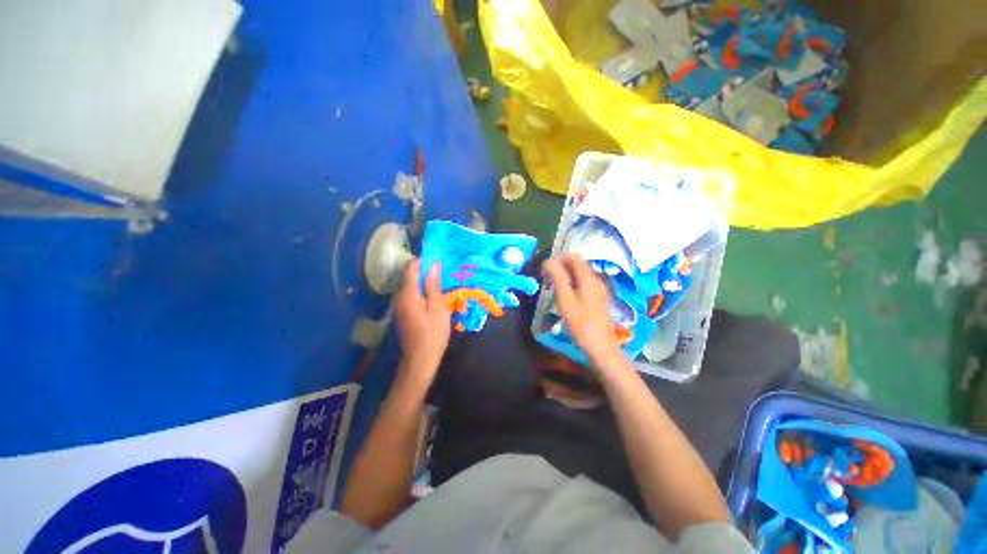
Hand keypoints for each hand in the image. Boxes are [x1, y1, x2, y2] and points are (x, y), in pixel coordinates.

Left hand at [394, 259, 450, 381]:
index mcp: (408, 293)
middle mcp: (399, 296)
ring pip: (410, 285)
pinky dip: (421, 290)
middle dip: (425, 270)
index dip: (423, 260)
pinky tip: (433, 294)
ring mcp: (399, 305)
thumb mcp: (438, 307)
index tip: (438, 257)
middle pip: (409, 275)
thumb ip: (433, 285)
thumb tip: (433, 265)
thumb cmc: (433, 333)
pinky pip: (411, 294)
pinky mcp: (403, 312)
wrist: (420, 358)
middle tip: (443, 270)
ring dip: (424, 280)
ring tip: (441, 281)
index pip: (411, 267)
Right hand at [543, 254, 624, 366]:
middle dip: (561, 267)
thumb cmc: (581, 324)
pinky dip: (572, 285)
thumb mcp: (565, 300)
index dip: (558, 259)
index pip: (574, 257)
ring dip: (566, 277)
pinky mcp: (598, 299)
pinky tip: (565, 297)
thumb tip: (548, 261)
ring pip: (580, 275)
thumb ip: (558, 278)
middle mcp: (596, 280)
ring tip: (553, 288)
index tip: (545, 270)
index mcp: (588, 278)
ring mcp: (599, 290)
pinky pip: (583, 284)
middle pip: (577, 265)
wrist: (601, 347)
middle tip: (547, 279)